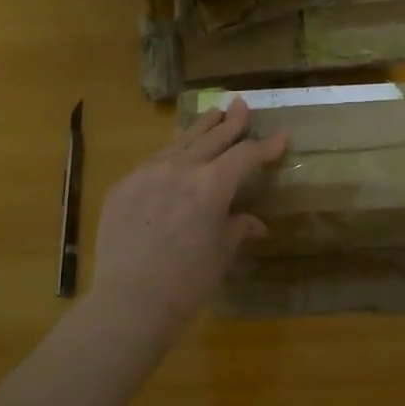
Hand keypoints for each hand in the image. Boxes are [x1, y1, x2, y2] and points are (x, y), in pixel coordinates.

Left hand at [87, 99, 286, 342]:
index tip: (281, 136)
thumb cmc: (187, 281)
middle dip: (231, 122)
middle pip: (211, 138)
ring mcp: (147, 173)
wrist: (130, 300)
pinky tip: (174, 154)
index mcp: (212, 184)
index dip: (266, 146)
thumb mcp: (221, 252)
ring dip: (199, 129)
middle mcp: (180, 169)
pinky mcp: (123, 186)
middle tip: (240, 105)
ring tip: (211, 115)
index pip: (245, 155)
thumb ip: (237, 227)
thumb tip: (255, 223)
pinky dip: (171, 154)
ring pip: (179, 143)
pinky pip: (153, 162)